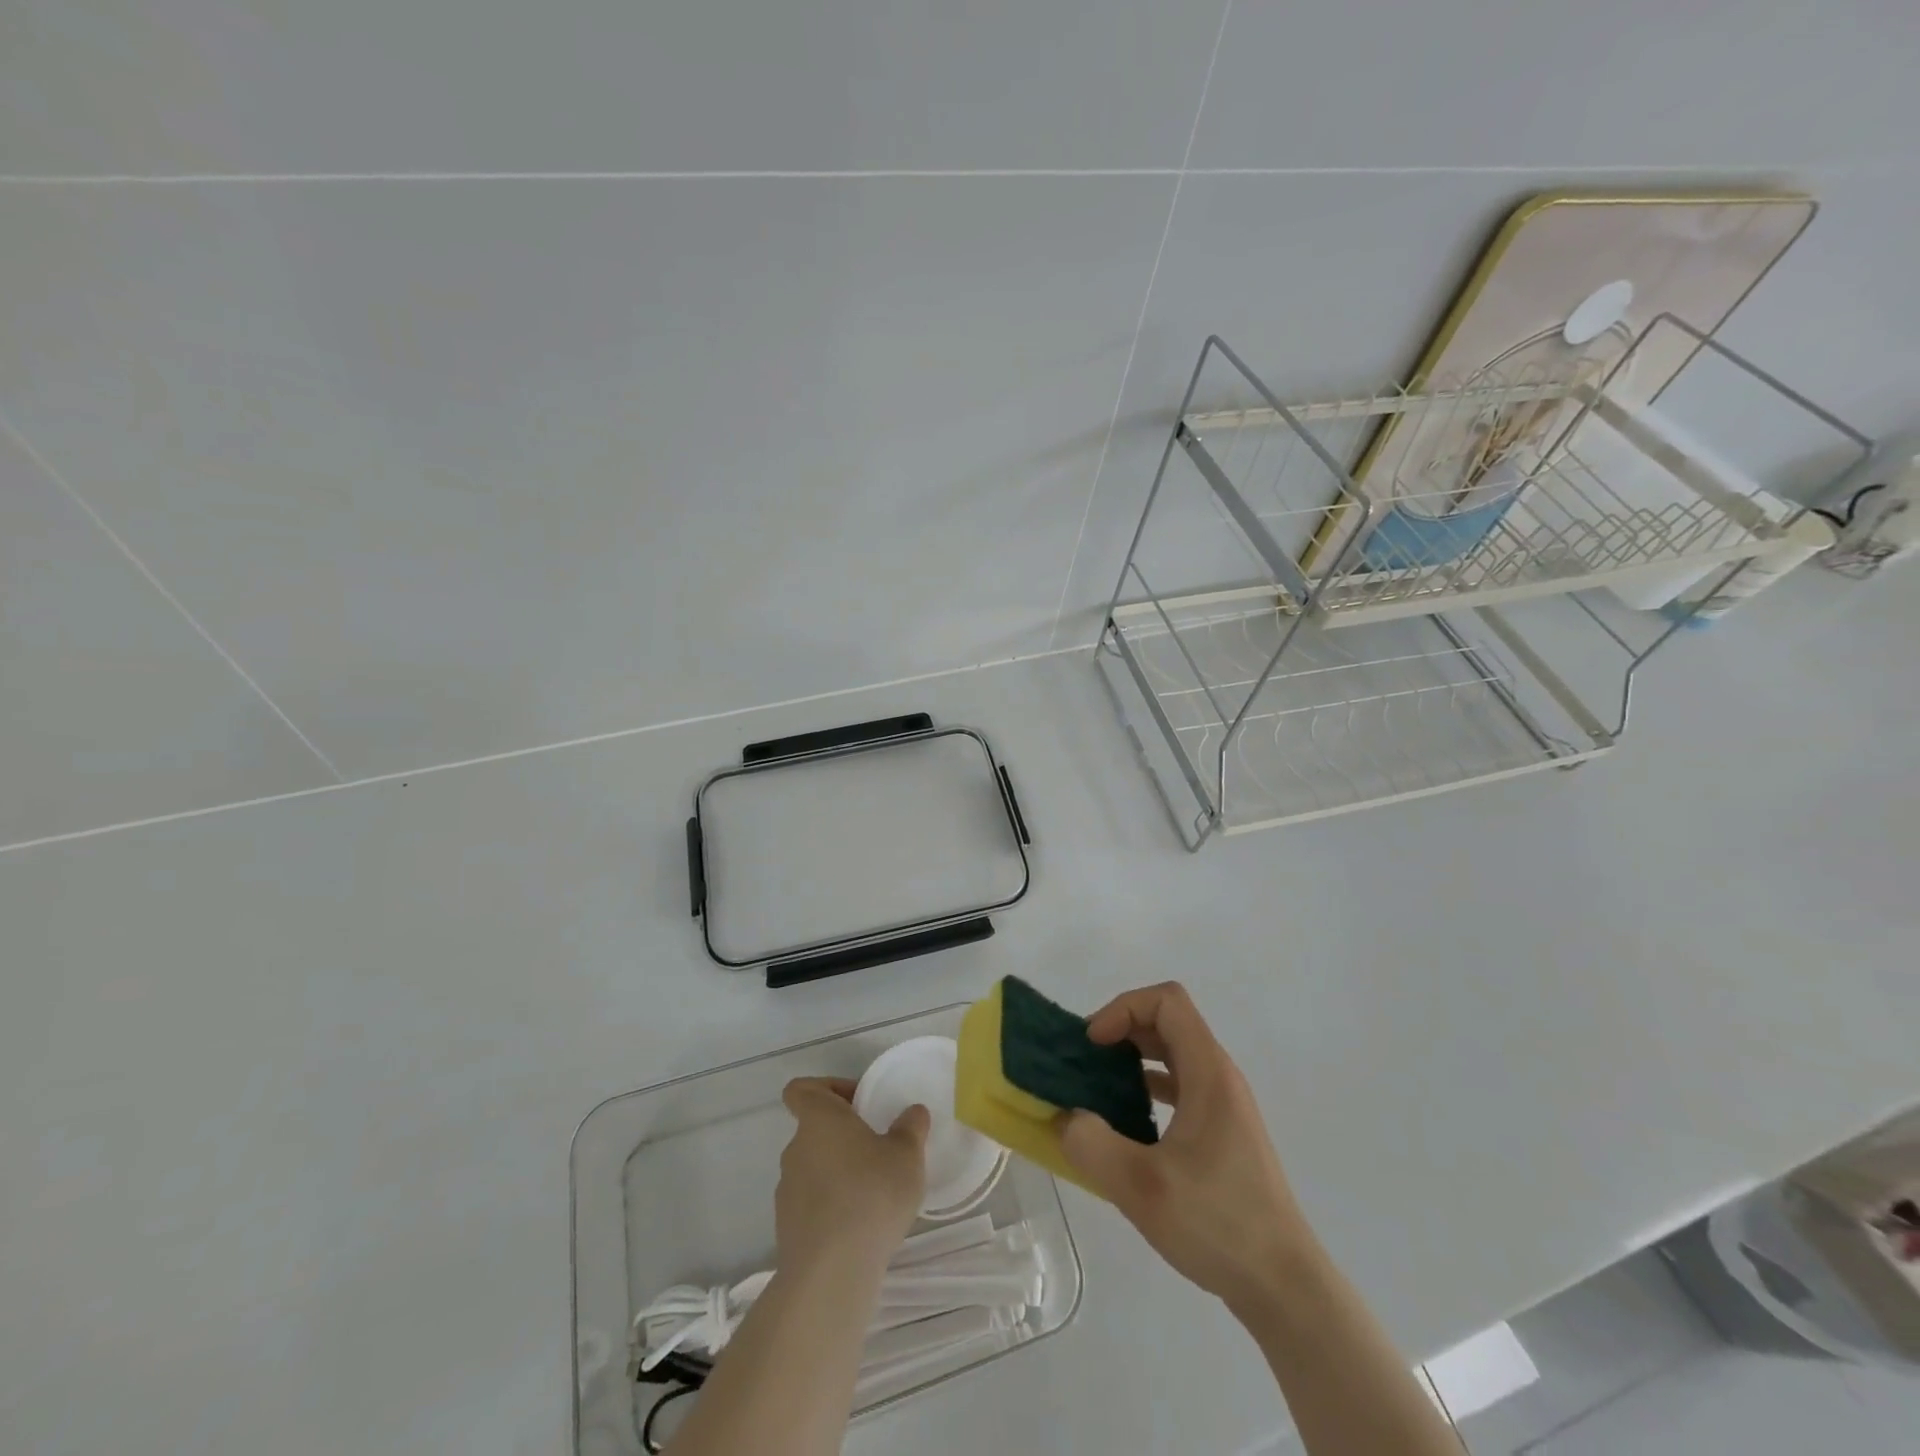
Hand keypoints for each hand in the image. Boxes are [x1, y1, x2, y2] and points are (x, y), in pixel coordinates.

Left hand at [775, 1077, 928, 1277]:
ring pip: (813, 1168)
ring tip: (872, 1193)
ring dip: (837, 1173)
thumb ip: (910, 1127)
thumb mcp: (906, 1155)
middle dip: (843, 1137)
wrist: (832, 1271)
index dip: (827, 1088)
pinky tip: (859, 1225)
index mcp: (819, 1120)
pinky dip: (830, 1207)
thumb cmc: (871, 1194)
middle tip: (877, 1150)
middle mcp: (795, 1149)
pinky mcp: (787, 1228)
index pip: (802, 1089)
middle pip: (813, 1130)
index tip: (857, 1103)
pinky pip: (811, 1203)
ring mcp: (787, 1190)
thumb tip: (913, 1112)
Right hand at [1059, 983, 1315, 1316]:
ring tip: (1098, 1090)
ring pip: (1173, 1055)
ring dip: (1133, 1060)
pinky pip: (1180, 1087)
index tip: (1094, 1044)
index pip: (1167, 1001)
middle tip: (1086, 1063)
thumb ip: (1093, 1145)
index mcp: (1209, 1073)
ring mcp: (1224, 1106)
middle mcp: (1220, 1078)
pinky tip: (1126, 1125)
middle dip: (1122, 1030)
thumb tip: (1066, 1118)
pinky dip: (1147, 1089)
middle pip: (1168, 1022)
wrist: (1285, 1287)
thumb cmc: (1218, 1225)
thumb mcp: (1142, 1188)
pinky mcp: (1223, 1134)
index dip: (1124, 1008)